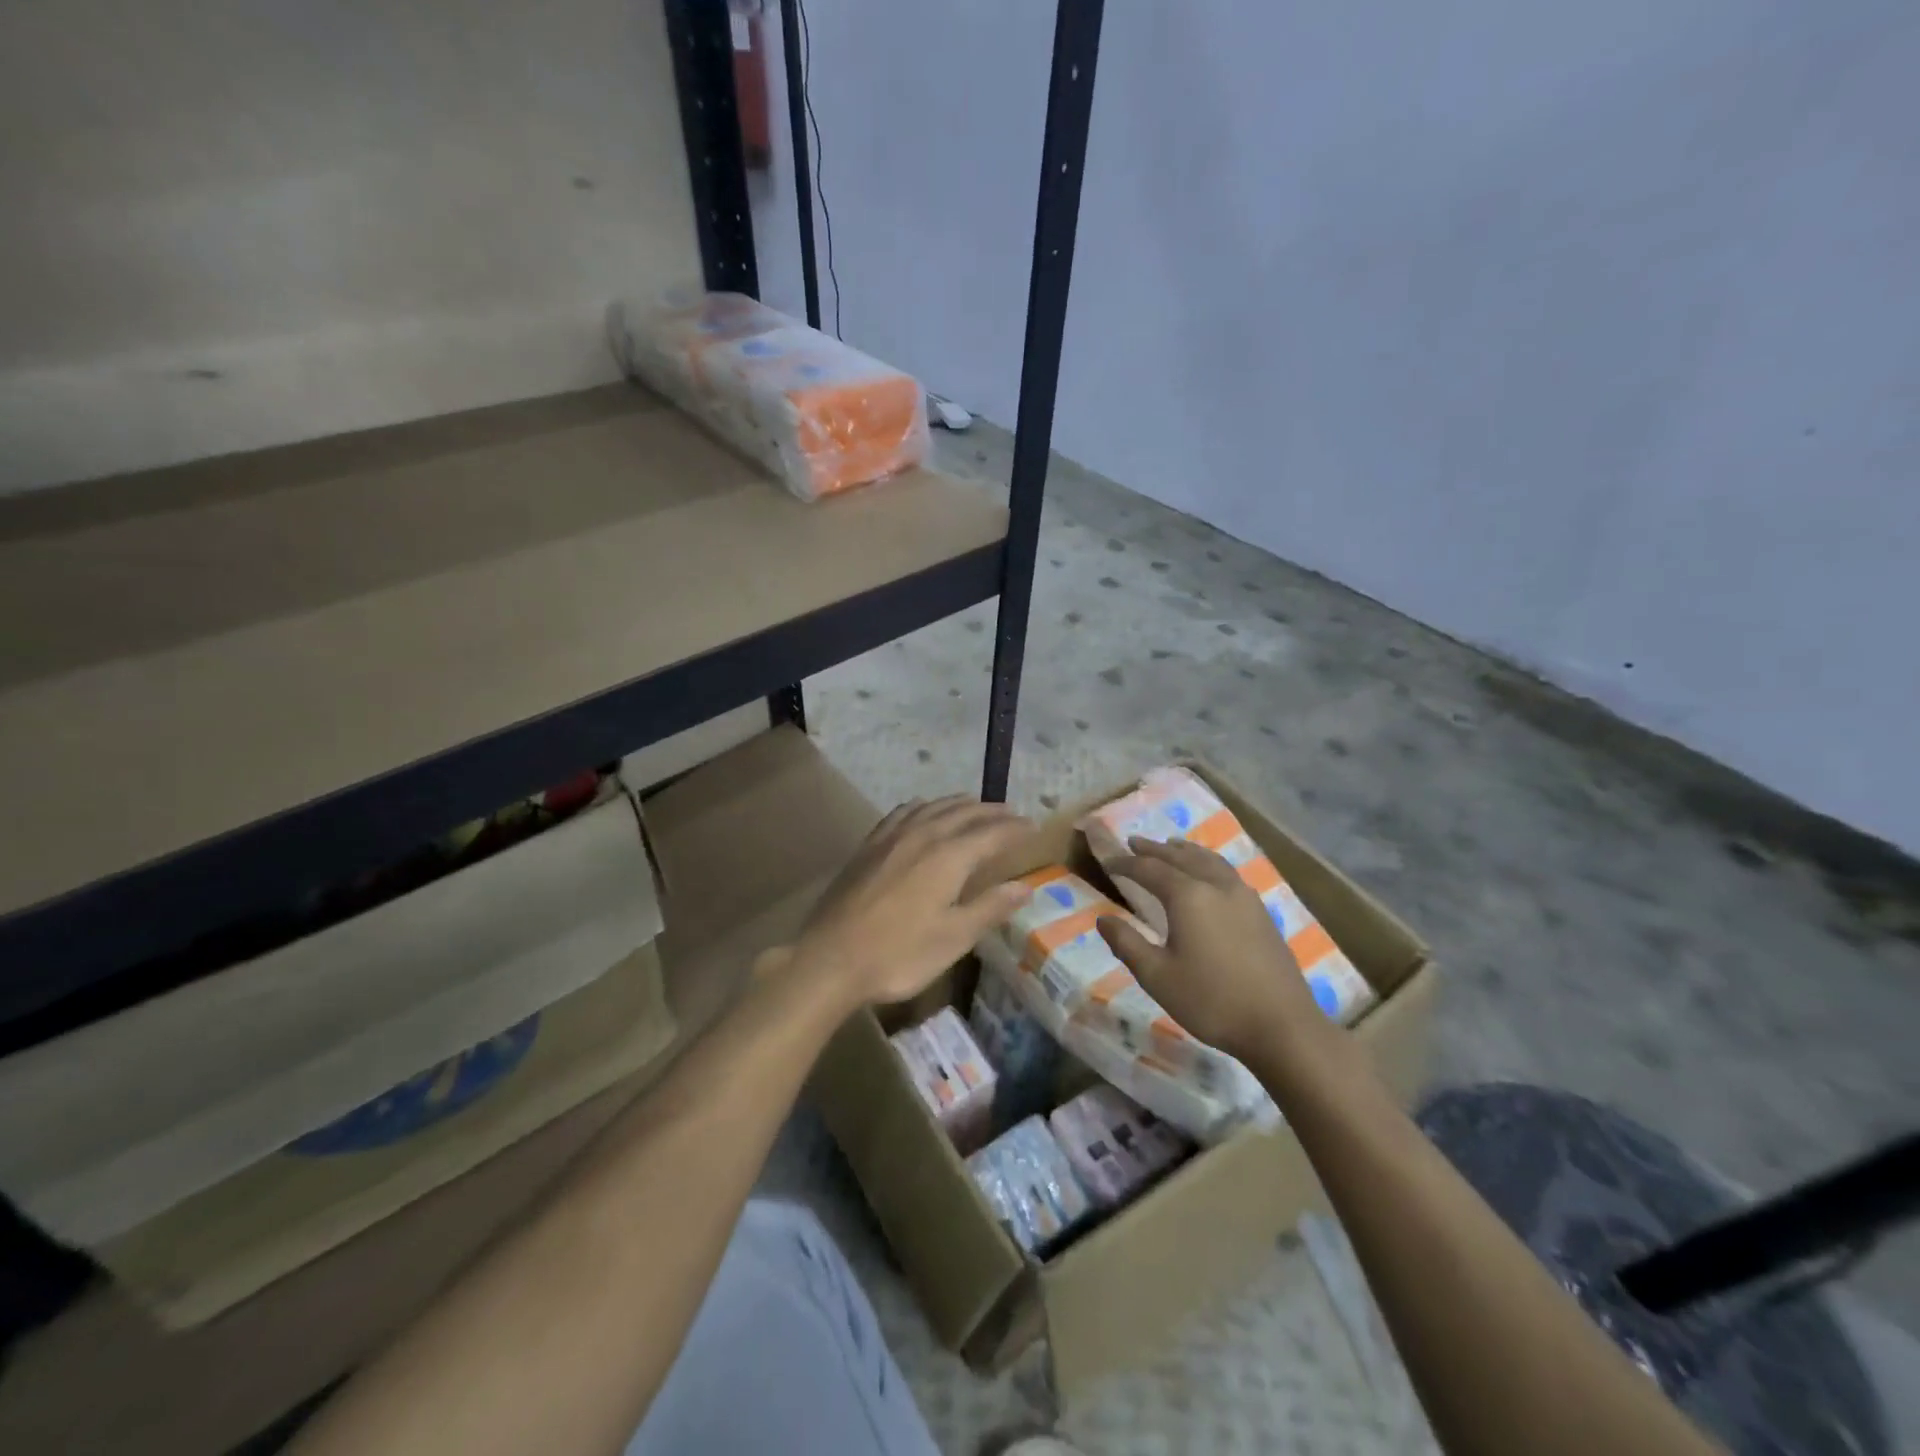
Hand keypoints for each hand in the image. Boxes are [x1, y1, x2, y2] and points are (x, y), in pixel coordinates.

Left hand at [789, 796, 1033, 1008]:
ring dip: (958, 804)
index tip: (1034, 827)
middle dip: (991, 812)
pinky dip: (922, 806)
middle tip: (1012, 813)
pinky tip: (922, 811)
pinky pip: (902, 812)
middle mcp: (923, 835)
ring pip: (933, 807)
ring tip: (974, 806)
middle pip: (964, 813)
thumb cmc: (899, 953)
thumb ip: (990, 907)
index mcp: (949, 856)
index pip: (992, 833)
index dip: (1015, 829)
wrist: (831, 958)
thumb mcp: (954, 938)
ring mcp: (892, 837)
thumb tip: (1025, 886)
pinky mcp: (869, 846)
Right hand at [1096, 837, 1323, 1063]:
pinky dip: (1208, 862)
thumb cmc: (1212, 1001)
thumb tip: (1102, 919)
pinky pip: (1227, 872)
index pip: (1149, 869)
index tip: (1108, 862)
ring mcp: (1244, 897)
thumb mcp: (1157, 976)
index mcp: (1188, 896)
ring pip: (1209, 860)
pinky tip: (1209, 875)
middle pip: (1181, 857)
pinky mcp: (1261, 912)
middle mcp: (1216, 886)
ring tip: (1172, 846)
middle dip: (1155, 849)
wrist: (1282, 1026)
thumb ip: (1127, 943)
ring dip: (1185, 851)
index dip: (1126, 863)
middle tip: (1134, 842)